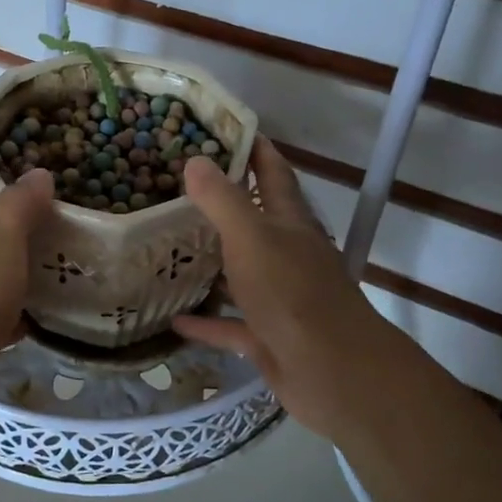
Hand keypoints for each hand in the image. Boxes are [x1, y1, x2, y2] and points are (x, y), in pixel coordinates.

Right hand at [172, 137, 409, 440]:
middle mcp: (287, 255)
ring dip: (212, 262)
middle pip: (255, 221)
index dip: (255, 149)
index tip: (225, 129)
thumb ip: (223, 200)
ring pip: (241, 273)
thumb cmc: (292, 294)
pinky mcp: (268, 337)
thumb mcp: (252, 238)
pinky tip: (174, 318)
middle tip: (177, 187)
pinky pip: (230, 324)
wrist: (332, 371)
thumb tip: (196, 160)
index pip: (274, 174)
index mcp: (290, 224)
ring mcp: (279, 298)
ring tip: (169, 247)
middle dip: (224, 203)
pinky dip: (206, 321)